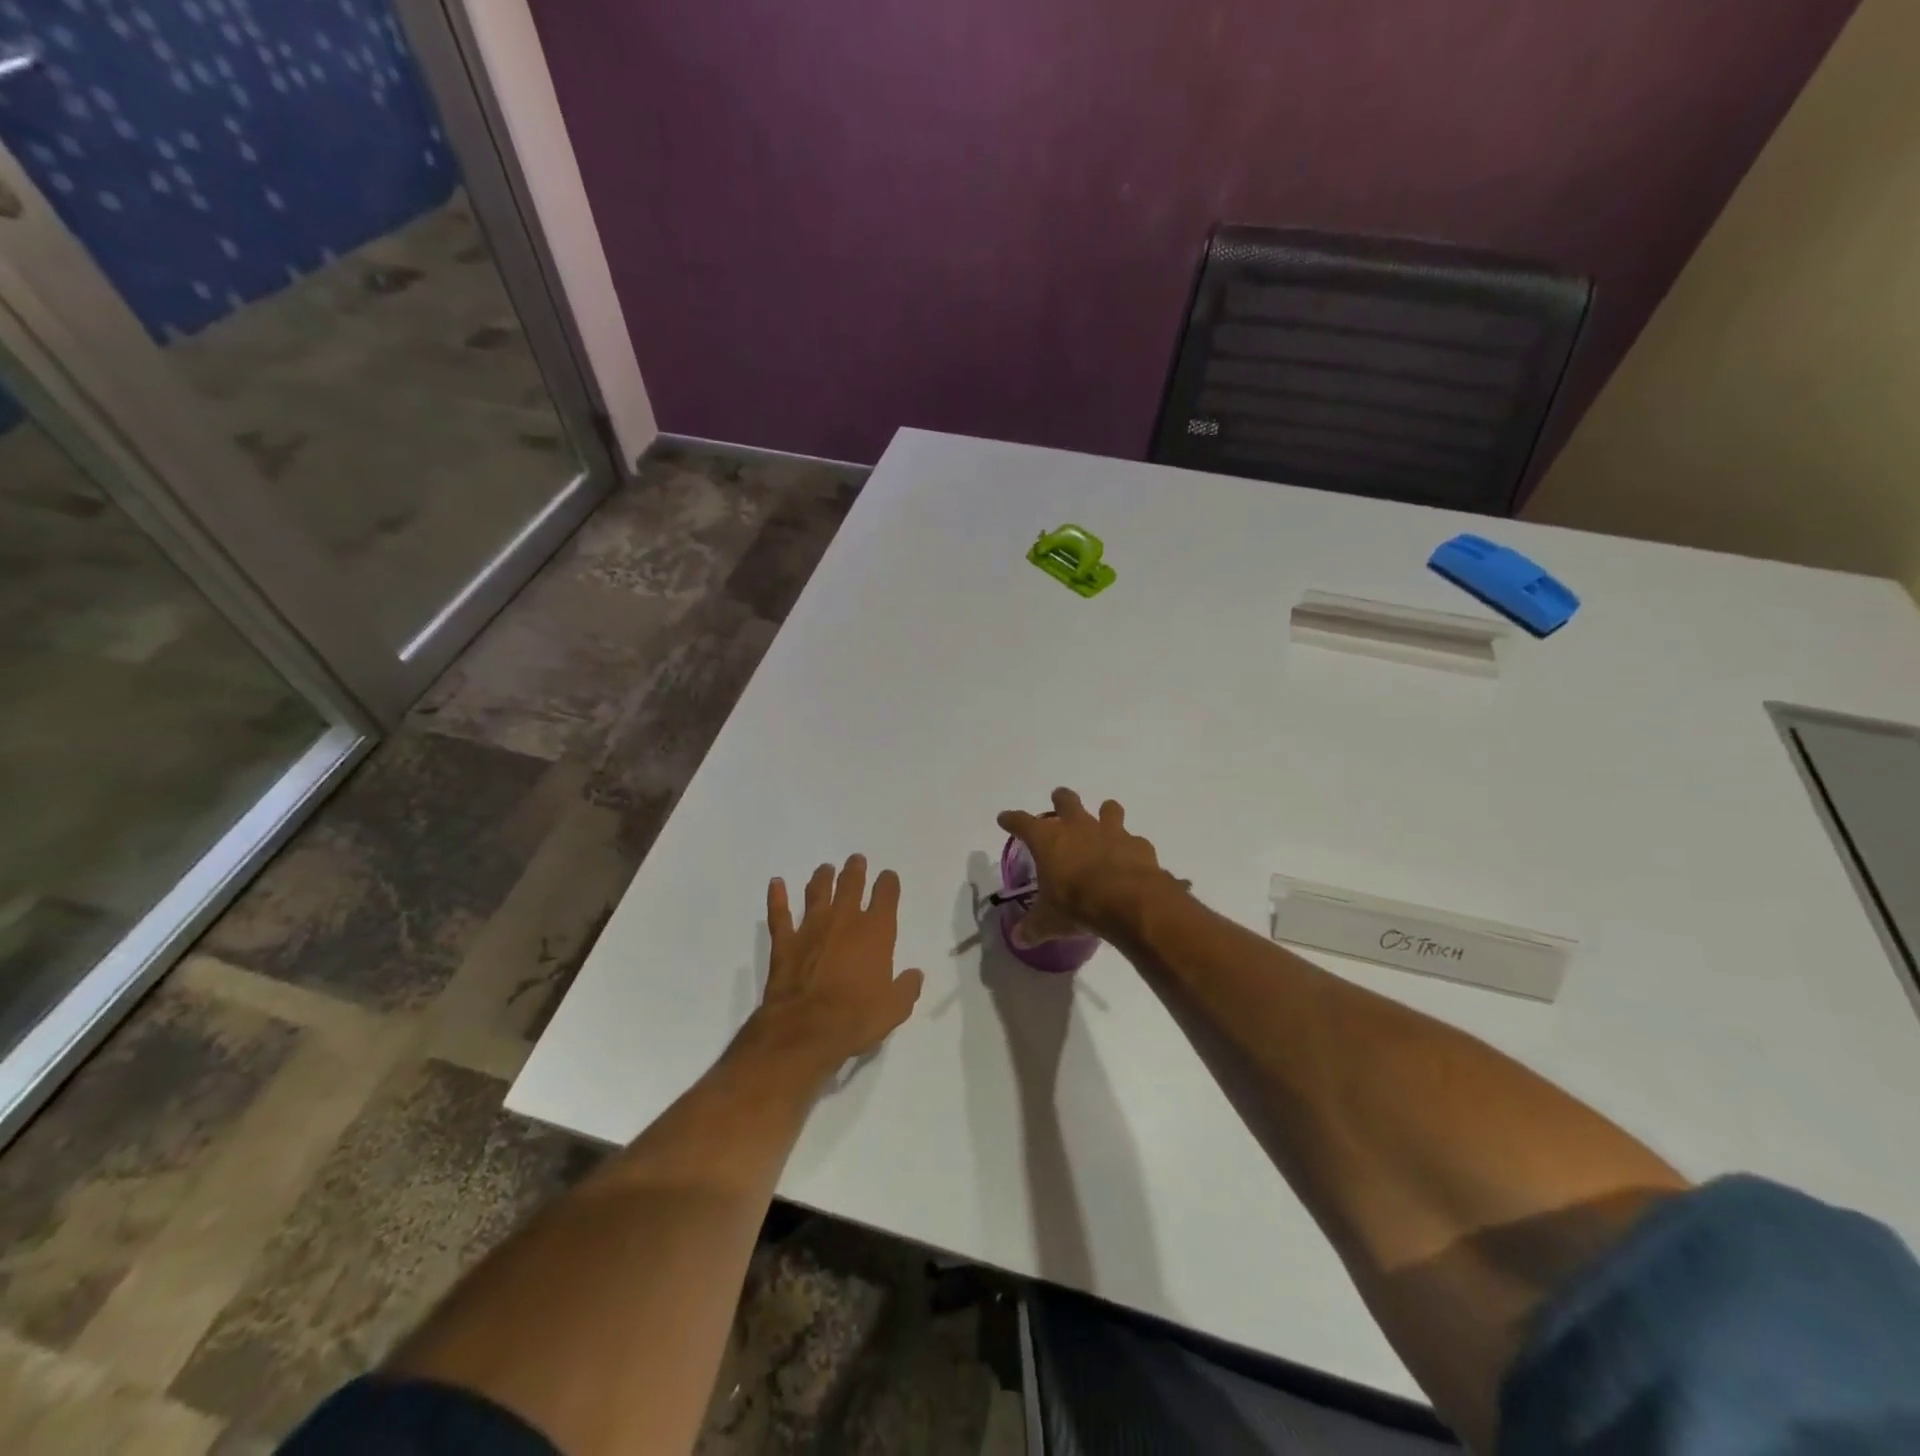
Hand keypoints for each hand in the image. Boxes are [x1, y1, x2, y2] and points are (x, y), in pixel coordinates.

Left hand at [744, 855, 923, 1080]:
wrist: (805, 1030)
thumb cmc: (856, 1018)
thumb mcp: (894, 1009)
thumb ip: (907, 988)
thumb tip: (915, 975)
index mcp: (876, 932)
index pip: (886, 896)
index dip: (888, 883)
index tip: (888, 877)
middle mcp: (845, 920)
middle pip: (851, 884)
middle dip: (855, 870)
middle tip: (856, 860)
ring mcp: (812, 928)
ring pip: (818, 892)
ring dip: (822, 878)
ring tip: (825, 868)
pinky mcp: (785, 942)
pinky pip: (779, 913)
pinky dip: (777, 897)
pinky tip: (776, 883)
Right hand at [996, 789, 1174, 945]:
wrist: (1128, 902)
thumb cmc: (1077, 905)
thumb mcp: (1049, 922)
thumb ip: (1033, 927)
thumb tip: (1018, 939)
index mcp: (1048, 840)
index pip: (1022, 822)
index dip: (1012, 819)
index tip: (1005, 818)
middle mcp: (1078, 827)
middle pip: (1066, 800)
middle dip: (1061, 799)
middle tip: (1058, 801)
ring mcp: (1111, 831)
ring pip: (1107, 809)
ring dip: (1104, 813)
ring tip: (1103, 821)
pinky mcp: (1138, 844)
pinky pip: (1134, 840)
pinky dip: (1131, 847)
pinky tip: (1130, 859)